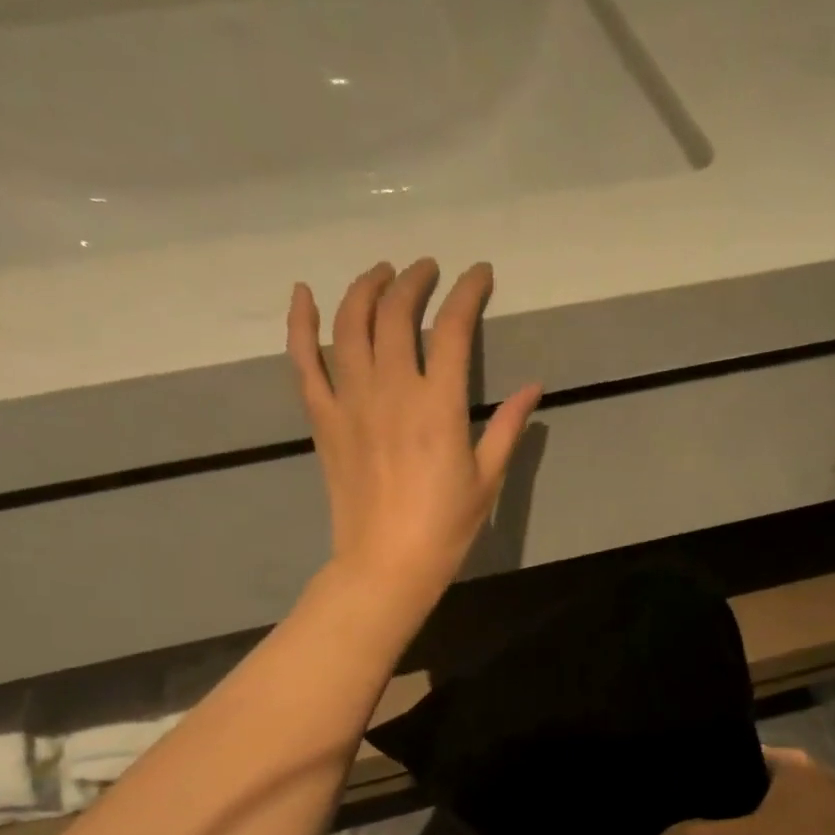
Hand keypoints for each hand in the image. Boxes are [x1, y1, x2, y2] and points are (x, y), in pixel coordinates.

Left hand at [288, 258, 541, 600]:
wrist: (386, 564)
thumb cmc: (445, 527)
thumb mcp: (487, 478)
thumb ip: (508, 427)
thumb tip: (533, 387)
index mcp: (439, 405)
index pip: (452, 327)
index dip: (467, 291)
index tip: (479, 274)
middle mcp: (392, 390)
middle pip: (396, 313)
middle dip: (414, 280)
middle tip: (427, 271)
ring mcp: (351, 401)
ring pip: (350, 324)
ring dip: (365, 288)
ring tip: (381, 274)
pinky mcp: (324, 419)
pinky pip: (304, 361)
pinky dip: (301, 324)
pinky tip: (304, 294)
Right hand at [659, 747, 834, 834]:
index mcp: (790, 761)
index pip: (741, 753)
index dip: (714, 770)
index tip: (686, 787)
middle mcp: (810, 774)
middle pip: (759, 780)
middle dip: (732, 799)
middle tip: (695, 814)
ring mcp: (829, 802)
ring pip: (779, 806)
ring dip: (756, 820)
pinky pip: (796, 825)